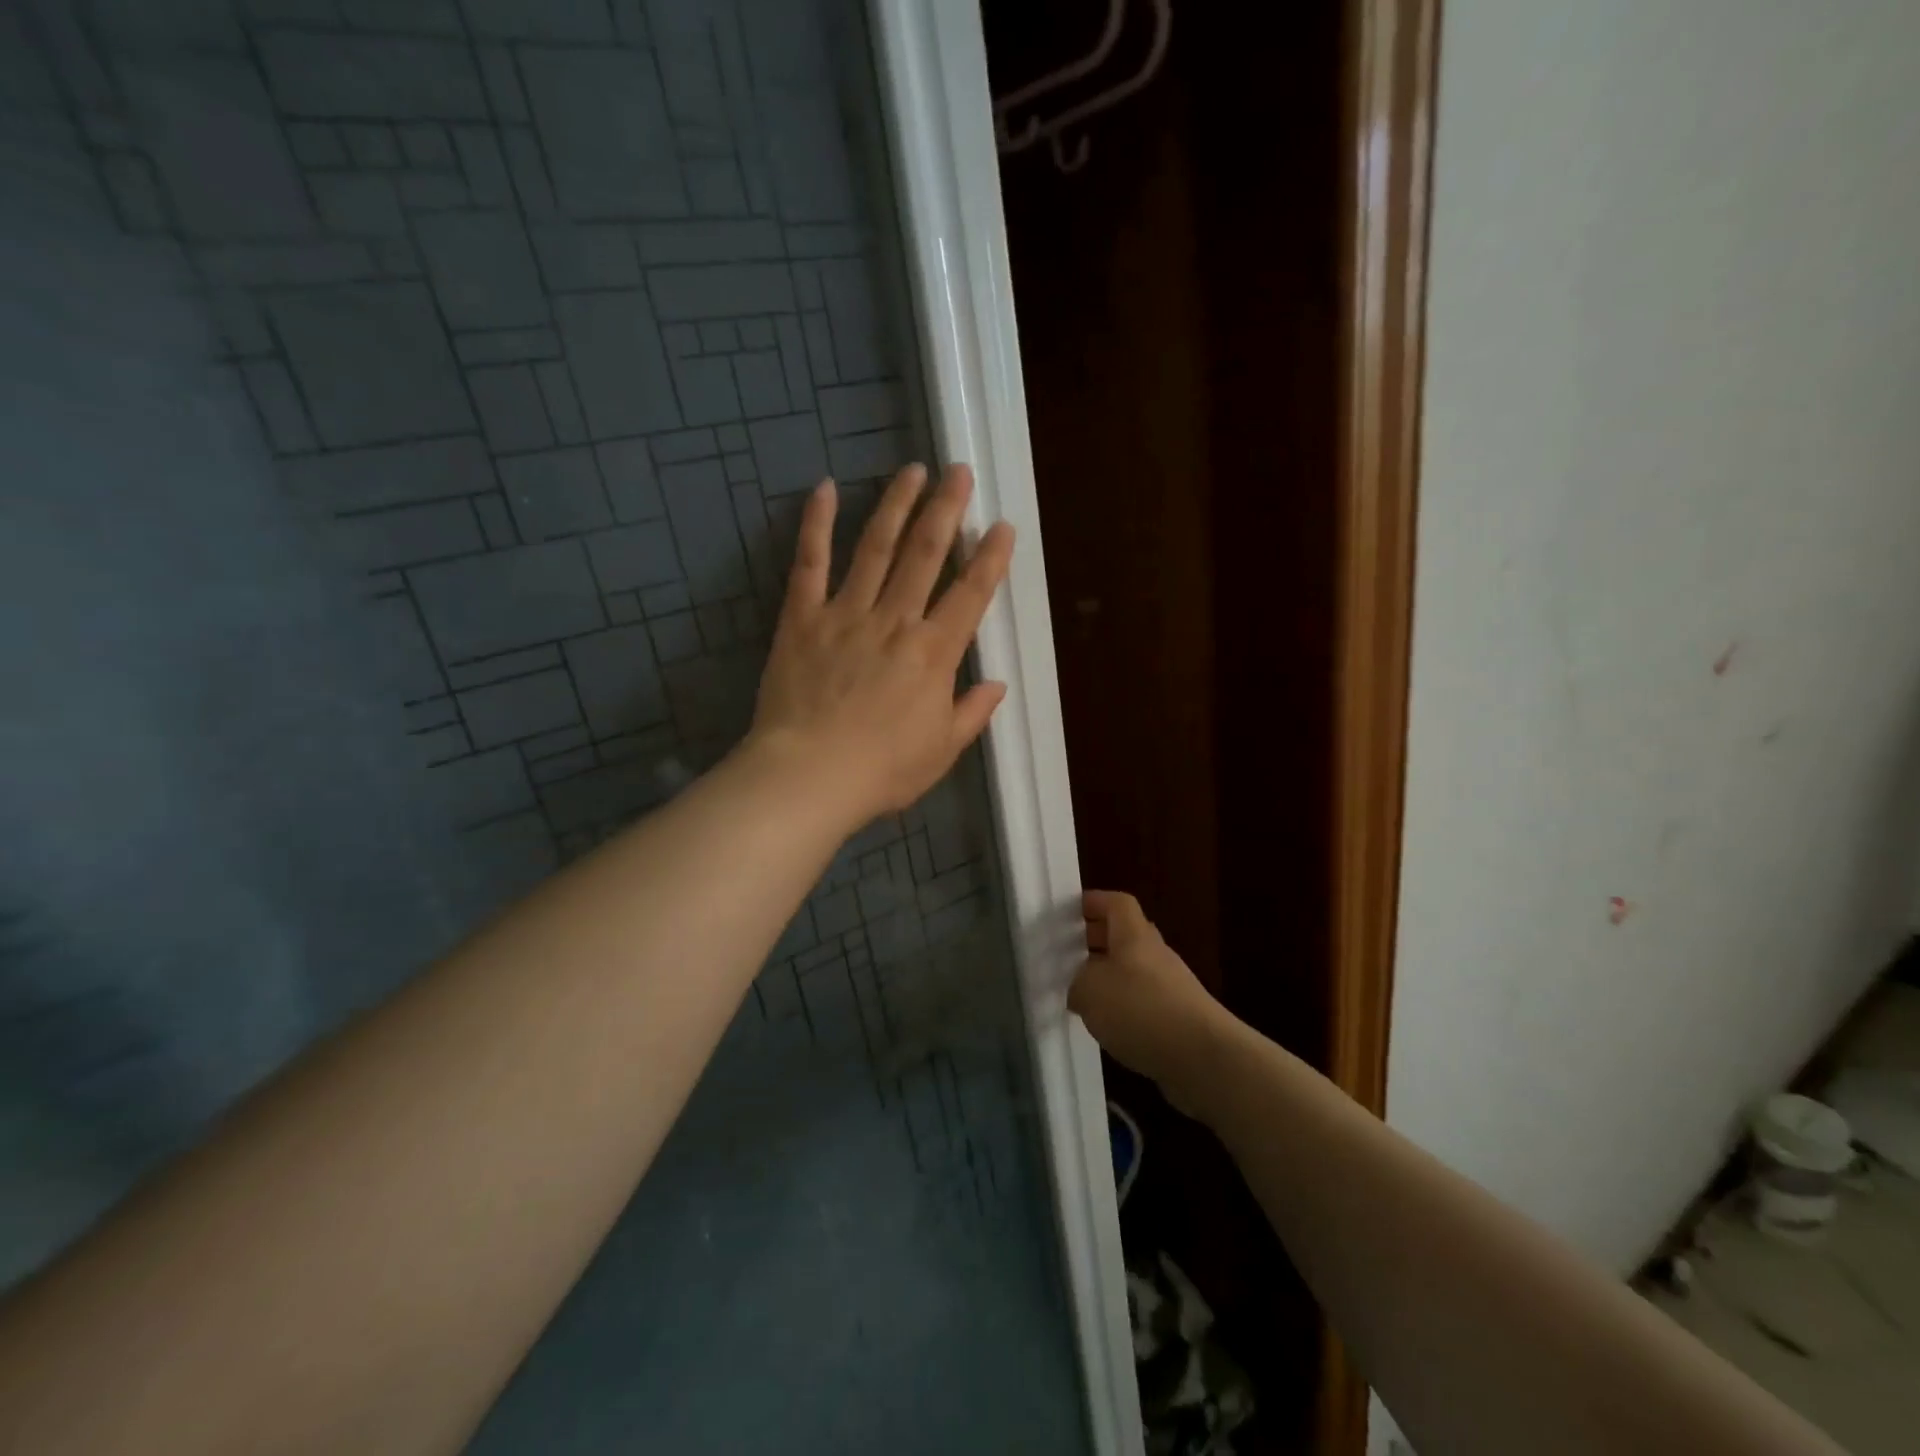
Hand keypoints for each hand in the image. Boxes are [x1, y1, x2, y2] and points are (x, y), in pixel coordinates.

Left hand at [747, 463, 1014, 829]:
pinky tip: (825, 489)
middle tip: (959, 472)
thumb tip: (996, 684)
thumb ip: (971, 712)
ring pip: (876, 548)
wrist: (810, 776)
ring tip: (911, 471)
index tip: (1001, 526)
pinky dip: (817, 525)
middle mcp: (895, 621)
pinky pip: (810, 564)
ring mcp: (846, 614)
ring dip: (896, 506)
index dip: (989, 558)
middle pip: (925, 555)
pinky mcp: (802, 619)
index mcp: (934, 653)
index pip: (970, 594)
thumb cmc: (882, 770)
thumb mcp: (942, 750)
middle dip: (946, 509)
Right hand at [1069, 890, 1230, 1116]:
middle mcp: (1155, 954)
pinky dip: (1125, 1007)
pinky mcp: (1179, 1018)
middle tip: (1068, 954)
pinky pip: (1144, 1000)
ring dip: (1109, 977)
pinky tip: (1109, 1027)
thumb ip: (1078, 984)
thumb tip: (1081, 989)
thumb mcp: (1090, 992)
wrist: (1203, 1057)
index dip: (1094, 902)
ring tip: (1082, 996)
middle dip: (1097, 941)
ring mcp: (1171, 986)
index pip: (1117, 903)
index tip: (1070, 911)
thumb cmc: (1140, 1010)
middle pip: (1125, 936)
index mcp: (1134, 935)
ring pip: (1134, 970)